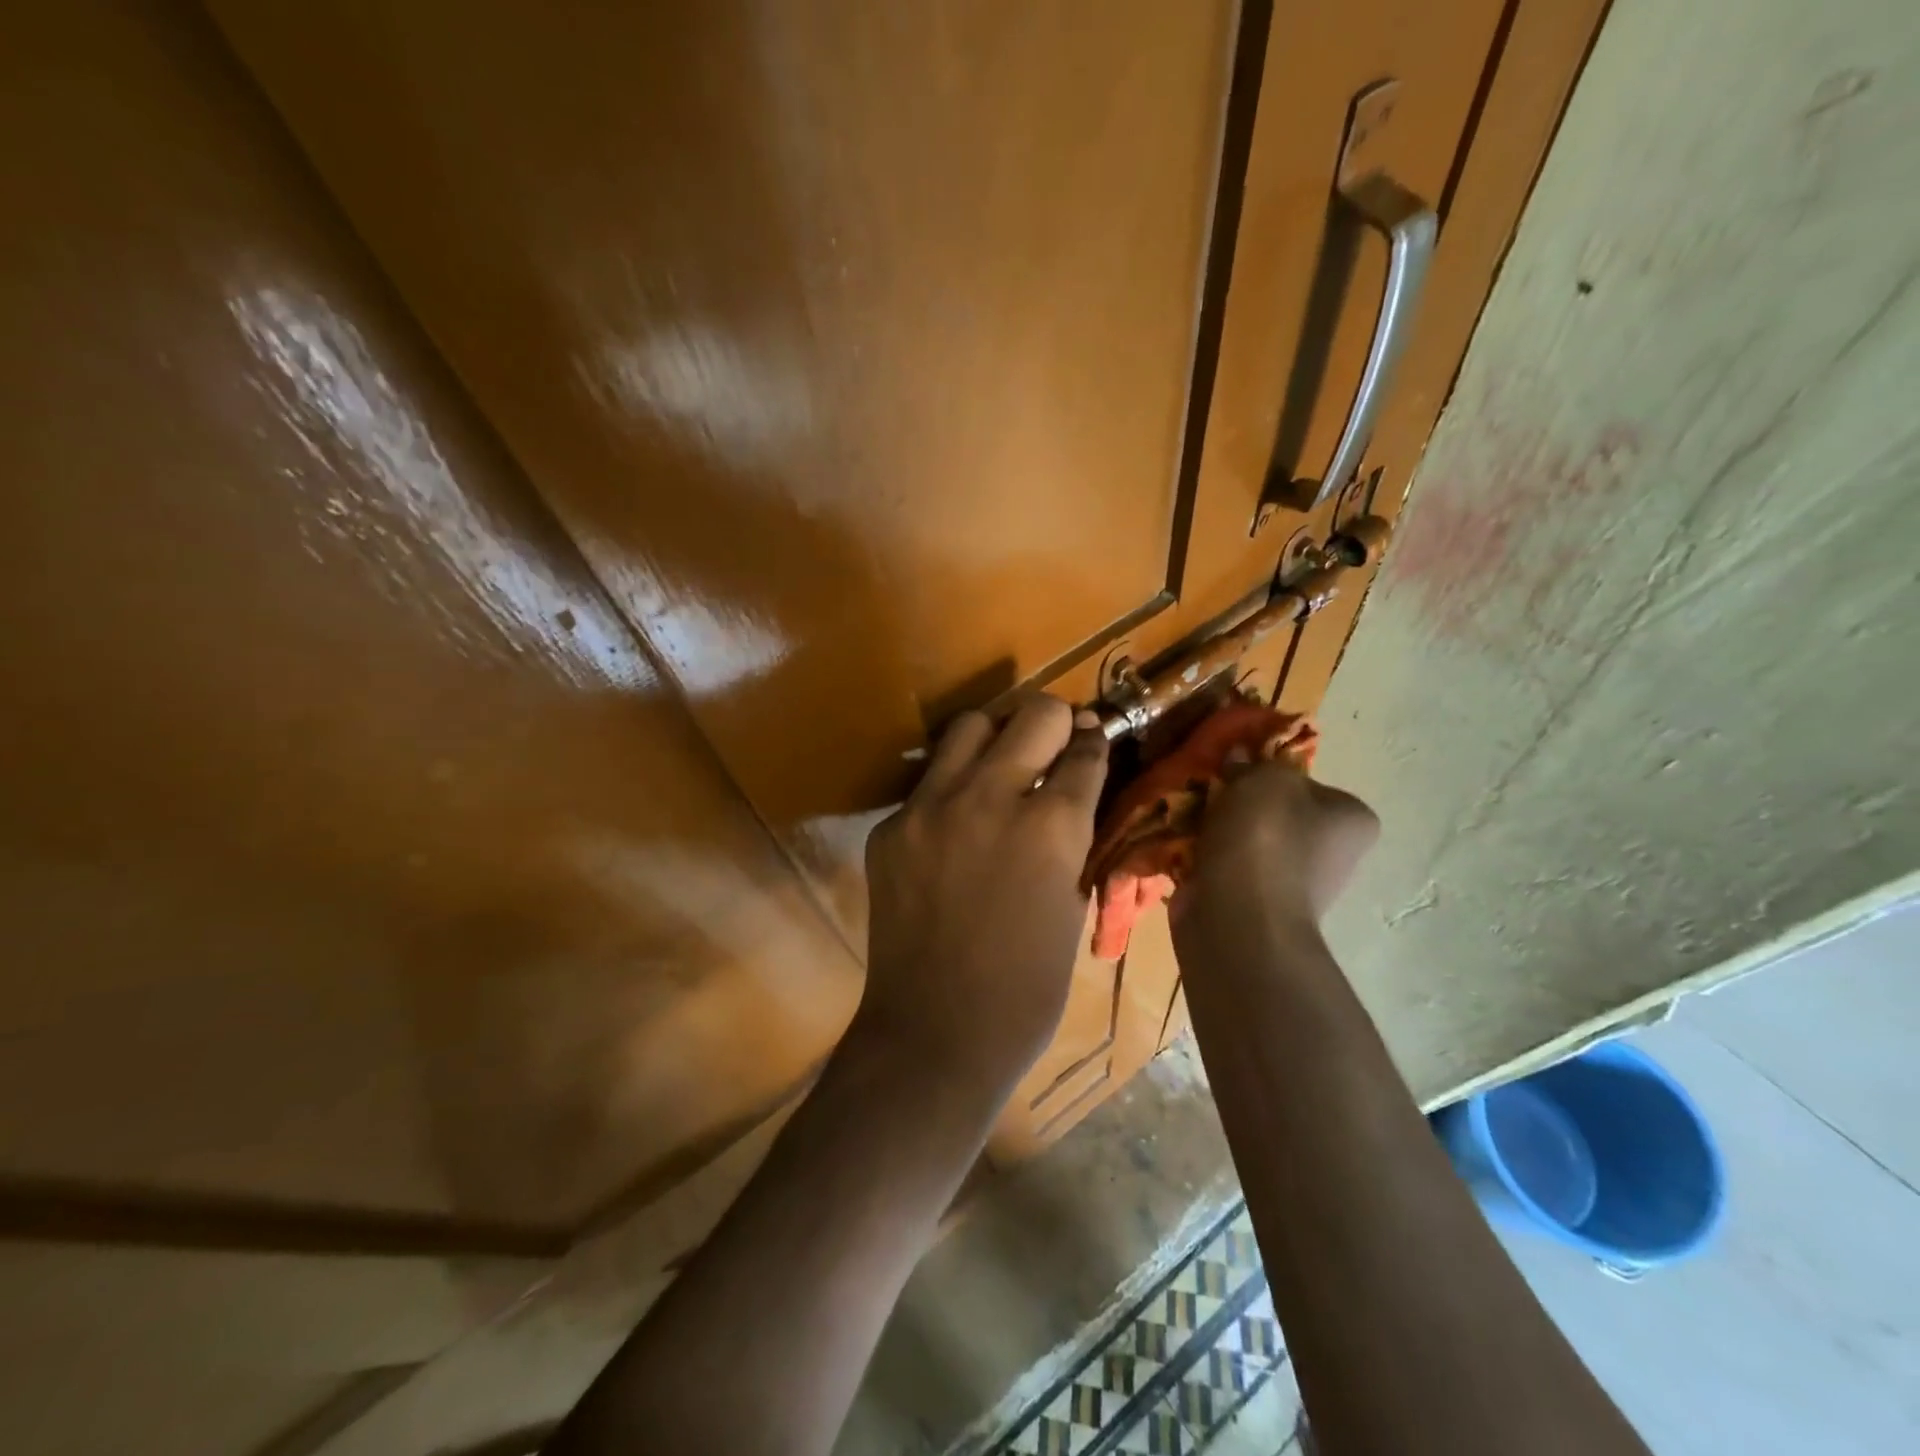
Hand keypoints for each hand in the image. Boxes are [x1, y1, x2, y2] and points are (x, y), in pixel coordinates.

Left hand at [855, 697, 1108, 1095]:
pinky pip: (929, 783)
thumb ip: (1074, 838)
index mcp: (1050, 825)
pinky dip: (952, 788)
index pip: (1083, 751)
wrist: (936, 1033)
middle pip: (1033, 715)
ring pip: (969, 727)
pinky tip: (958, 823)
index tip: (1095, 740)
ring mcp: (930, 807)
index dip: (1095, 744)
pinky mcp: (891, 826)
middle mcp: (990, 796)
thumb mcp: (1072, 906)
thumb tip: (1075, 793)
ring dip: (996, 736)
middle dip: (1055, 722)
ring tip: (1003, 765)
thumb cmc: (1027, 989)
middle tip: (1056, 741)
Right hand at [1173, 760, 1378, 946]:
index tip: (1238, 773)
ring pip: (1247, 842)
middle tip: (1208, 791)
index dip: (1271, 774)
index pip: (1310, 785)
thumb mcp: (1265, 778)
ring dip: (1217, 830)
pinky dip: (1204, 858)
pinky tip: (1181, 846)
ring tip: (1189, 816)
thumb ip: (1254, 763)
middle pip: (1276, 813)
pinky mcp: (1254, 906)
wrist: (1238, 919)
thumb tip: (1239, 759)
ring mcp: (1292, 885)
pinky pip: (1225, 868)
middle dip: (1239, 804)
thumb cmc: (1265, 840)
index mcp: (1351, 821)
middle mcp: (1331, 855)